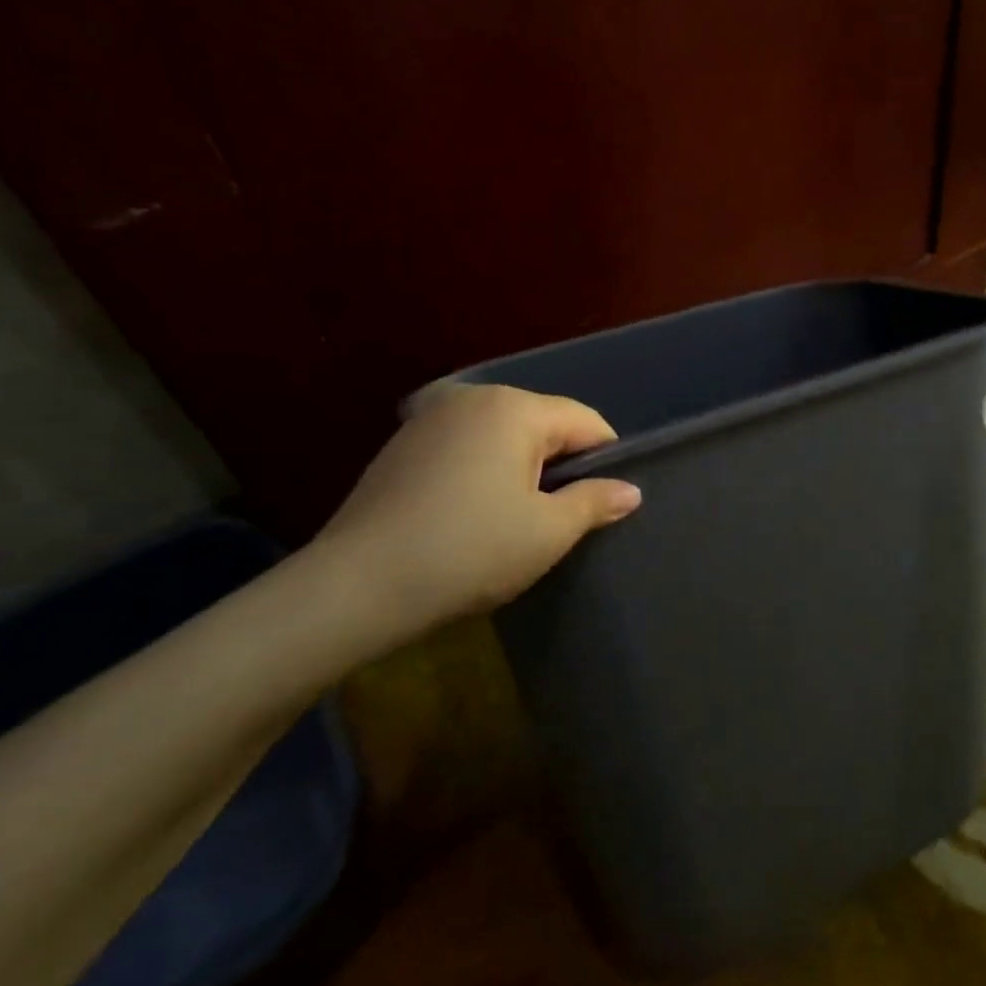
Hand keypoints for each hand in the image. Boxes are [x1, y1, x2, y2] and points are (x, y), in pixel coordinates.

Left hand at [300, 384, 640, 666]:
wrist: (356, 587)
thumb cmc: (469, 552)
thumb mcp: (547, 532)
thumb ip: (595, 502)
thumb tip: (630, 491)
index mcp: (513, 408)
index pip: (585, 421)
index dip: (606, 459)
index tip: (606, 502)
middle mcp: (472, 398)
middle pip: (543, 423)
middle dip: (561, 465)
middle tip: (562, 517)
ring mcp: (430, 418)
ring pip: (503, 436)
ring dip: (521, 469)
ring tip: (518, 519)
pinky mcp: (402, 445)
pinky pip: (466, 447)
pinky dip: (483, 471)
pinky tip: (473, 513)